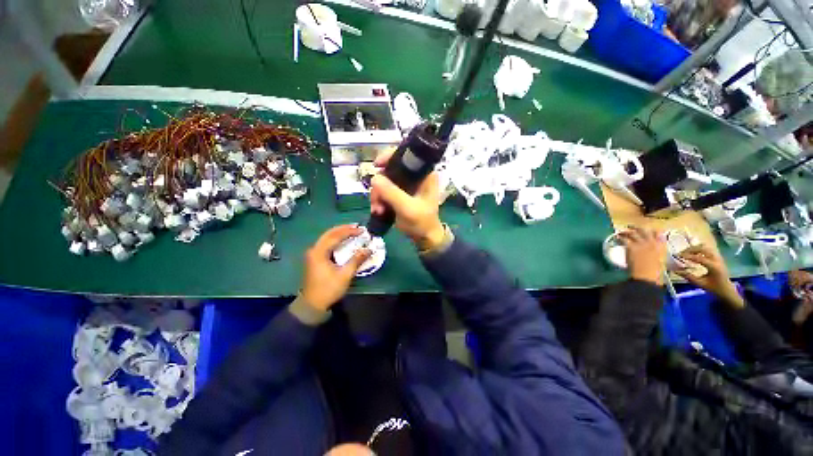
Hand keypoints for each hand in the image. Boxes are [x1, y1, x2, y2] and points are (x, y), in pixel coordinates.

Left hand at [301, 225, 371, 310]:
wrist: (313, 305)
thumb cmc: (328, 289)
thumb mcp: (345, 275)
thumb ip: (356, 260)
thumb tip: (369, 249)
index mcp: (319, 252)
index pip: (335, 236)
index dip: (349, 231)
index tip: (362, 230)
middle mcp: (314, 250)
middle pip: (329, 233)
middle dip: (344, 229)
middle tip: (357, 227)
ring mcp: (314, 254)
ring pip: (327, 238)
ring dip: (340, 233)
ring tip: (352, 231)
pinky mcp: (315, 258)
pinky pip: (327, 244)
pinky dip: (336, 240)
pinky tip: (344, 241)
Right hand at [370, 152, 444, 250]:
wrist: (424, 238)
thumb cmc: (422, 223)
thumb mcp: (407, 208)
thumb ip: (392, 193)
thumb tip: (374, 178)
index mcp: (424, 174)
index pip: (406, 156)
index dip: (390, 157)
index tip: (376, 165)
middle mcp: (415, 177)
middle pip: (391, 170)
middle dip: (380, 186)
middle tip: (377, 202)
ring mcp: (407, 186)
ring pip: (385, 182)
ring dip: (378, 195)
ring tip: (377, 210)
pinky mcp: (400, 194)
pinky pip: (385, 191)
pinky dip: (379, 199)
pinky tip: (378, 210)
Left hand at [619, 226, 666, 284]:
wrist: (646, 276)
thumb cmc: (654, 272)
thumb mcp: (660, 260)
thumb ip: (658, 252)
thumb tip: (654, 251)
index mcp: (661, 246)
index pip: (659, 233)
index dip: (653, 230)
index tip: (648, 229)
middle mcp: (652, 242)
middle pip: (644, 230)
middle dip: (637, 228)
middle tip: (631, 227)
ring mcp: (641, 243)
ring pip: (633, 233)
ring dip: (626, 232)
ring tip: (621, 232)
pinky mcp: (632, 246)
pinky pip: (624, 239)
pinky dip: (620, 238)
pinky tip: (617, 238)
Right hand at [677, 245, 743, 307]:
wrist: (727, 290)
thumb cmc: (713, 288)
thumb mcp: (700, 284)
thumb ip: (688, 276)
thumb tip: (675, 270)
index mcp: (714, 267)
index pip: (699, 258)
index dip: (687, 256)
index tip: (677, 255)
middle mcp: (717, 260)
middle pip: (703, 249)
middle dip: (691, 249)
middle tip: (681, 253)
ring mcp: (718, 258)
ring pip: (706, 247)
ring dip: (695, 248)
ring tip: (687, 253)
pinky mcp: (717, 258)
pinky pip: (708, 249)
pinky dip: (699, 249)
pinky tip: (694, 254)